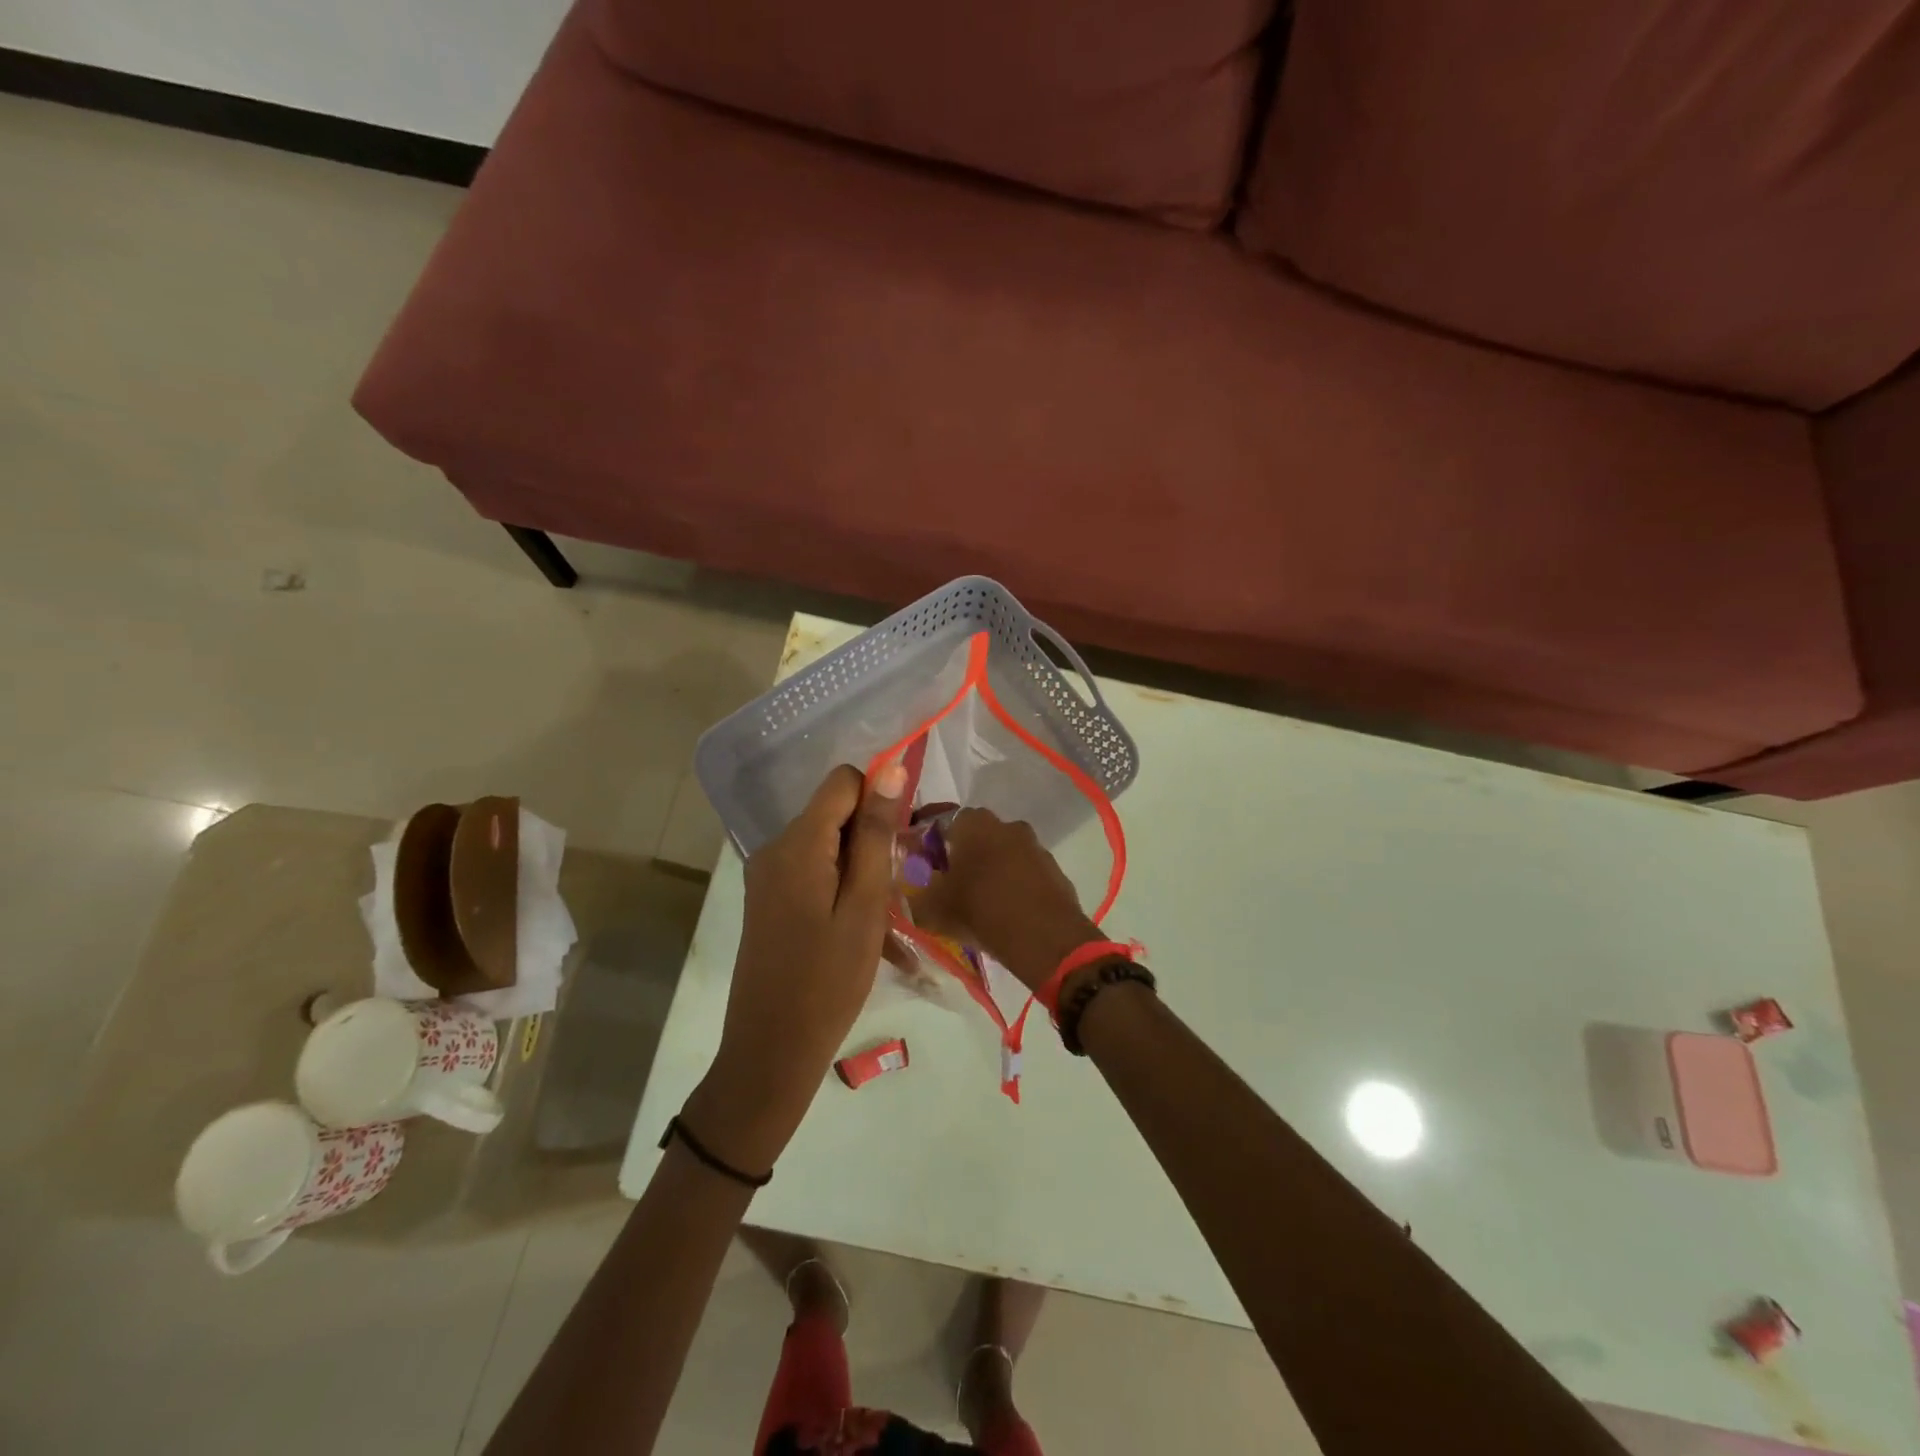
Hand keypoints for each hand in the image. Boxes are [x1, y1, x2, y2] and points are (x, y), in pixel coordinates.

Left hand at [684, 763, 905, 1172]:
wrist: (771, 1051)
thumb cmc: (828, 980)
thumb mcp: (865, 906)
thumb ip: (877, 835)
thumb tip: (889, 769)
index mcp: (798, 843)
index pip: (843, 782)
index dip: (879, 799)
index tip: (902, 843)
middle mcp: (775, 849)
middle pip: (835, 815)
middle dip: (873, 841)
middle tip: (897, 891)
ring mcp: (767, 876)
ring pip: (829, 847)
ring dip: (862, 872)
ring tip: (885, 922)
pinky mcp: (768, 900)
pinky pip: (814, 874)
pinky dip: (843, 891)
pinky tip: (864, 933)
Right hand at [910, 809, 1100, 991]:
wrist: (1044, 937)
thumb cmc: (980, 911)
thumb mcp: (933, 906)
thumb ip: (916, 889)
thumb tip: (910, 883)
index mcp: (975, 823)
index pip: (947, 820)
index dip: (933, 841)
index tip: (925, 863)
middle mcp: (1007, 825)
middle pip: (978, 836)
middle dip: (964, 855)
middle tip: (950, 883)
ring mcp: (1035, 846)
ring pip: (1004, 853)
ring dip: (991, 870)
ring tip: (979, 901)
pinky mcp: (1054, 870)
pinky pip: (1025, 872)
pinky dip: (1014, 885)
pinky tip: (1006, 911)